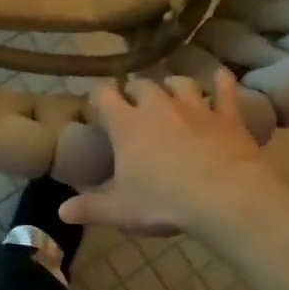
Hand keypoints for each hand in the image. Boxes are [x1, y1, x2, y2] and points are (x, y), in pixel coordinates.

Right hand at [58, 70, 277, 235]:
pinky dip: (221, 82)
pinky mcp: (227, 116)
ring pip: (180, 83)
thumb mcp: (120, 210)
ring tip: (171, 95)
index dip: (99, 96)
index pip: (104, 95)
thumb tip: (61, 212)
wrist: (226, 198)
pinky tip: (220, 77)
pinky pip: (224, 90)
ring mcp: (195, 107)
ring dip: (173, 87)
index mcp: (127, 124)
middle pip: (142, 85)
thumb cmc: (165, 202)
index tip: (98, 105)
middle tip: (134, 107)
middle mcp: (158, 106)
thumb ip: (89, 208)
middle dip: (135, 92)